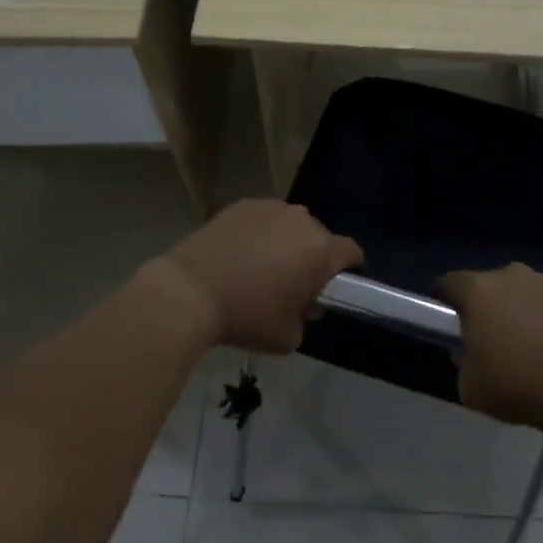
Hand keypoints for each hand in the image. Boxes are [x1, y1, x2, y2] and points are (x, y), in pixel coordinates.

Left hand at [152, 199, 362, 353]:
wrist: (190, 291)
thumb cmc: (247, 316)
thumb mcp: (288, 337)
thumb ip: (305, 319)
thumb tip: (302, 306)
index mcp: (321, 250)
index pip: (351, 252)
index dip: (349, 268)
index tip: (337, 285)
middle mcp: (301, 220)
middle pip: (320, 236)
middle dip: (313, 257)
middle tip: (294, 283)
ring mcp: (270, 208)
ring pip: (290, 225)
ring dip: (286, 242)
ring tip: (263, 266)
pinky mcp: (242, 205)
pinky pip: (263, 219)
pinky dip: (259, 233)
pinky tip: (240, 254)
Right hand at [439, 264, 542, 443]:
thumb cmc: (522, 384)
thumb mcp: (471, 388)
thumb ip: (460, 363)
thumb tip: (467, 350)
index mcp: (478, 290)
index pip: (448, 284)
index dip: (442, 301)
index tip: (446, 322)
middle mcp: (510, 275)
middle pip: (486, 287)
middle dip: (484, 309)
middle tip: (488, 341)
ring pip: (519, 293)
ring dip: (517, 312)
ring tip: (527, 347)